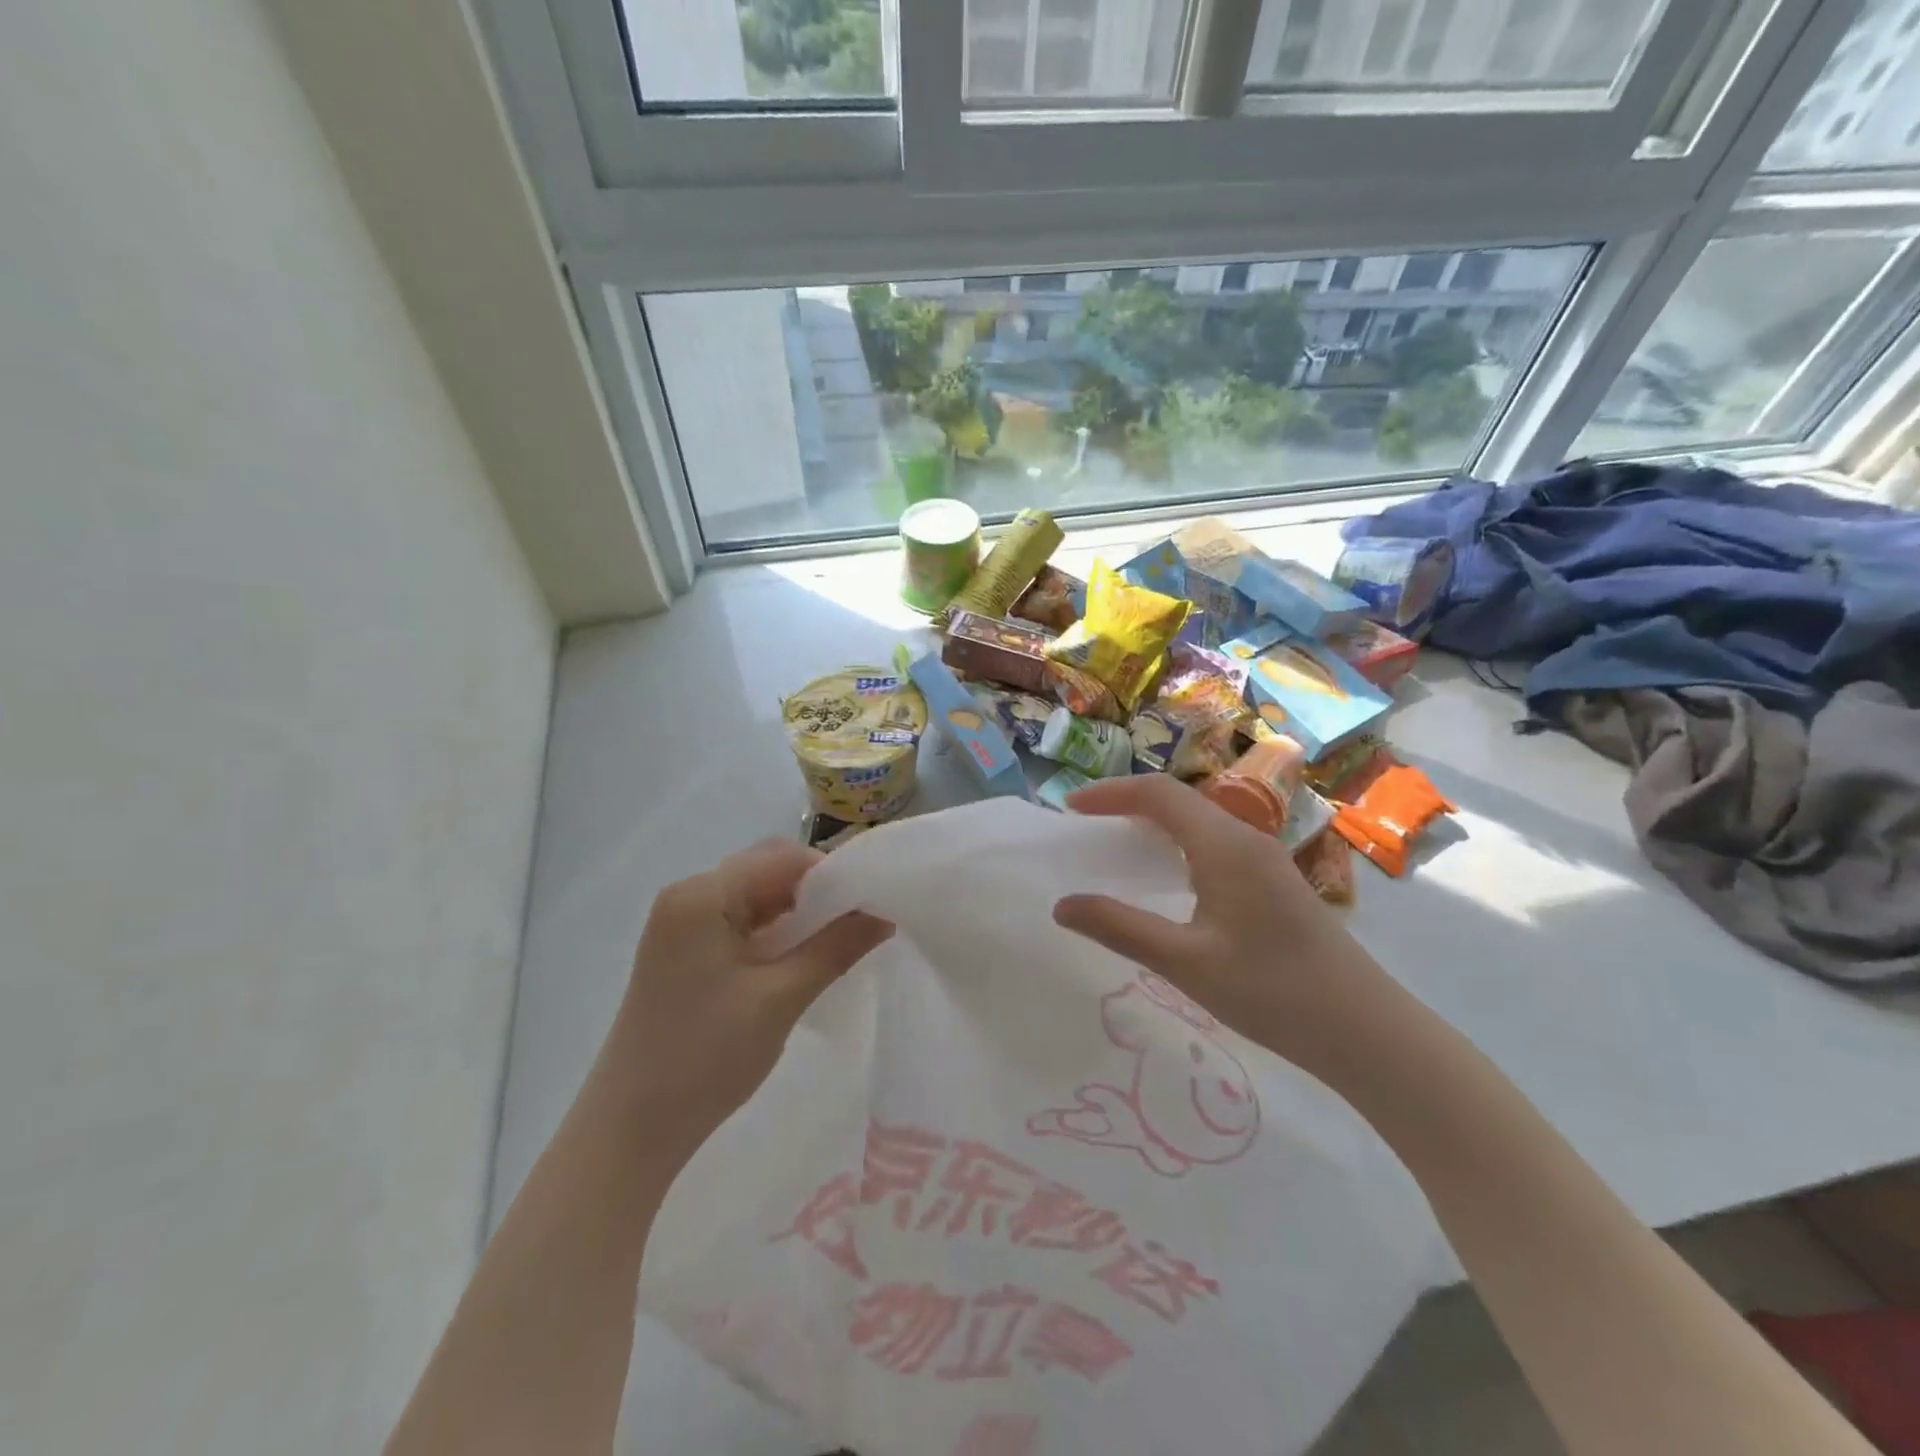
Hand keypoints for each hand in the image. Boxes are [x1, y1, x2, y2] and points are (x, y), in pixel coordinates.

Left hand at [608, 839, 893, 1143]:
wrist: (631, 1128)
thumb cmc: (706, 1057)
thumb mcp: (781, 998)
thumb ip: (837, 947)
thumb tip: (884, 913)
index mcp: (702, 895)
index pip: (783, 858)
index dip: (833, 874)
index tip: (871, 903)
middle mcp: (687, 895)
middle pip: (768, 871)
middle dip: (818, 892)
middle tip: (860, 922)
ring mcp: (681, 922)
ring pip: (756, 895)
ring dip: (798, 912)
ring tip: (839, 940)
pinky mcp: (684, 949)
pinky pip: (740, 920)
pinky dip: (775, 931)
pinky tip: (801, 956)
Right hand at [1053, 775, 1390, 1075]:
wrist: (1366, 1031)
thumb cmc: (1272, 992)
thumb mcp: (1185, 963)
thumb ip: (1120, 928)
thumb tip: (1062, 905)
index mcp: (1224, 845)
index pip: (1158, 794)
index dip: (1110, 793)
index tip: (1070, 809)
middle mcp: (1246, 839)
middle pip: (1179, 800)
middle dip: (1127, 803)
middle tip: (1087, 826)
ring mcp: (1266, 860)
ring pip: (1199, 821)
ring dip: (1155, 824)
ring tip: (1118, 847)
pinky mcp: (1276, 883)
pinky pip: (1215, 844)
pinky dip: (1178, 845)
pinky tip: (1169, 880)